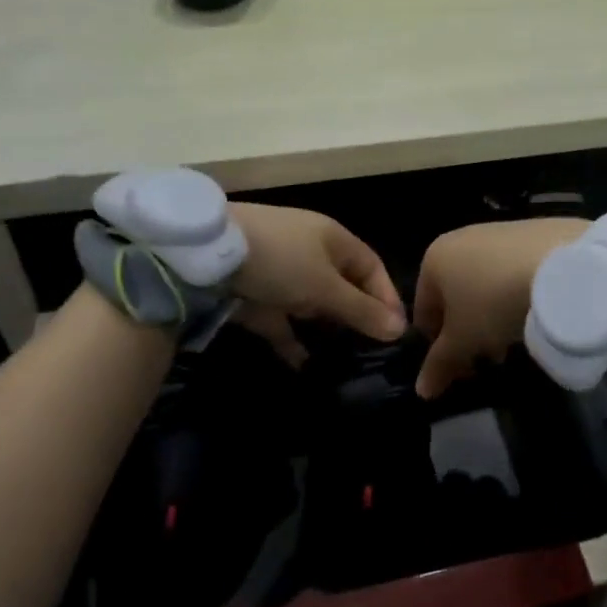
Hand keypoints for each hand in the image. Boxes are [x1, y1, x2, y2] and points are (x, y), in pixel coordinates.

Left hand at [229, 203, 406, 365]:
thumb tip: (399, 330)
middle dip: (357, 317)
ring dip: (325, 330)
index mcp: (333, 239)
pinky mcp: (256, 296)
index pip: (372, 267)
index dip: (386, 297)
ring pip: (312, 305)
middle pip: (343, 286)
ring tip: (344, 362)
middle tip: (373, 351)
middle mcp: (310, 253)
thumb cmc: (280, 260)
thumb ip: (360, 310)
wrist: (207, 252)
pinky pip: (281, 322)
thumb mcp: (325, 286)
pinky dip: (292, 341)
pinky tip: (304, 366)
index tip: (398, 332)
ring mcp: (281, 274)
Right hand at [413, 219, 588, 397]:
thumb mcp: (464, 340)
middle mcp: (460, 238)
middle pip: (455, 295)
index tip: (458, 369)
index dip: (437, 346)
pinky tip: (534, 311)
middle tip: (488, 357)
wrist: (560, 265)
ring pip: (485, 282)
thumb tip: (422, 391)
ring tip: (514, 339)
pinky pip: (513, 270)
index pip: (423, 311)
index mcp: (434, 258)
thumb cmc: (493, 301)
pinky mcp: (532, 232)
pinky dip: (516, 292)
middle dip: (468, 330)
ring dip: (492, 314)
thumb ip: (439, 364)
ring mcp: (497, 232)